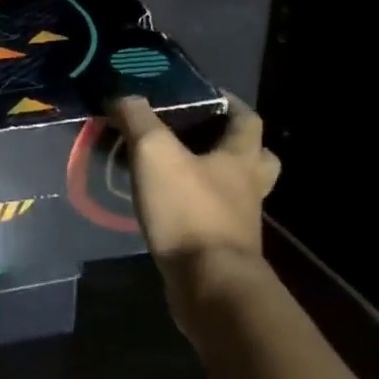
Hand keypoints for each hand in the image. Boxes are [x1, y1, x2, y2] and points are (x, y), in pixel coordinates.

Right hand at [110, 94, 280, 262]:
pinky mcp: (221, 249)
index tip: (206, 95)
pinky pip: (213, 219)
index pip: (247, 120)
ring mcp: (238, 222)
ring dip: (214, 179)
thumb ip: (138, 120)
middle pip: (256, 158)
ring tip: (178, 171)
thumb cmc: (188, 210)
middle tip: (202, 137)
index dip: (230, 103)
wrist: (208, 284)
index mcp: (241, 158)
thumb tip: (122, 95)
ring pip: (235, 191)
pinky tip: (168, 207)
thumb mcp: (155, 154)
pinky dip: (195, 209)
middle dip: (234, 145)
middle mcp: (248, 188)